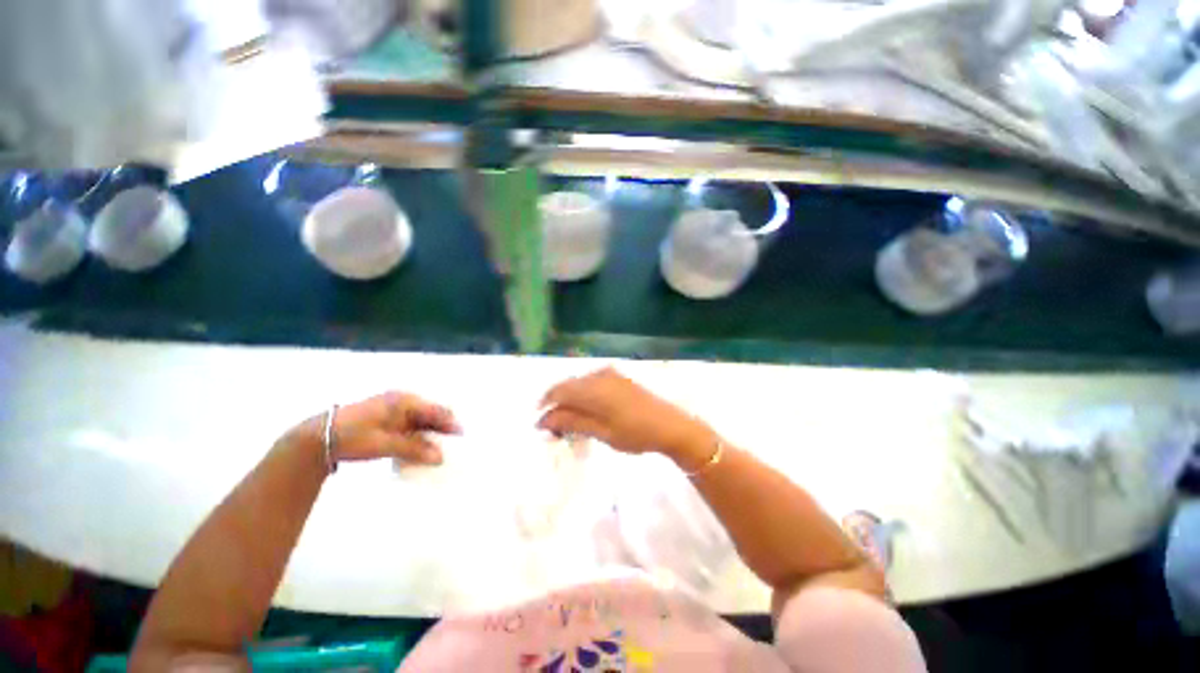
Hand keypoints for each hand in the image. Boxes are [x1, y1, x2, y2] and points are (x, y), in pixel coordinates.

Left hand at [308, 391, 460, 465]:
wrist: (318, 437)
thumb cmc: (354, 436)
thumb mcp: (385, 444)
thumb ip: (415, 449)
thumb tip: (440, 457)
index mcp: (405, 401)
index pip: (436, 410)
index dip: (450, 423)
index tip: (462, 436)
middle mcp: (402, 401)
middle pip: (430, 413)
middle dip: (442, 427)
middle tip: (453, 443)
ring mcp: (393, 409)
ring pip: (420, 420)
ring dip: (429, 432)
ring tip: (439, 447)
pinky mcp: (385, 418)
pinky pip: (409, 425)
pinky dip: (417, 435)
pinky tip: (419, 447)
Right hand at [537, 368, 708, 458]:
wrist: (671, 425)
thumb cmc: (635, 433)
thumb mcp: (601, 431)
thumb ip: (572, 422)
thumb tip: (545, 419)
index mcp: (593, 387)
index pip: (559, 391)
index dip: (545, 406)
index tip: (541, 426)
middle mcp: (599, 375)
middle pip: (568, 386)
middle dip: (558, 405)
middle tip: (556, 429)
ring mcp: (610, 374)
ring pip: (580, 384)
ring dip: (571, 401)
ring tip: (571, 423)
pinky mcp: (619, 377)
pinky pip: (592, 383)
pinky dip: (584, 396)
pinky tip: (588, 412)